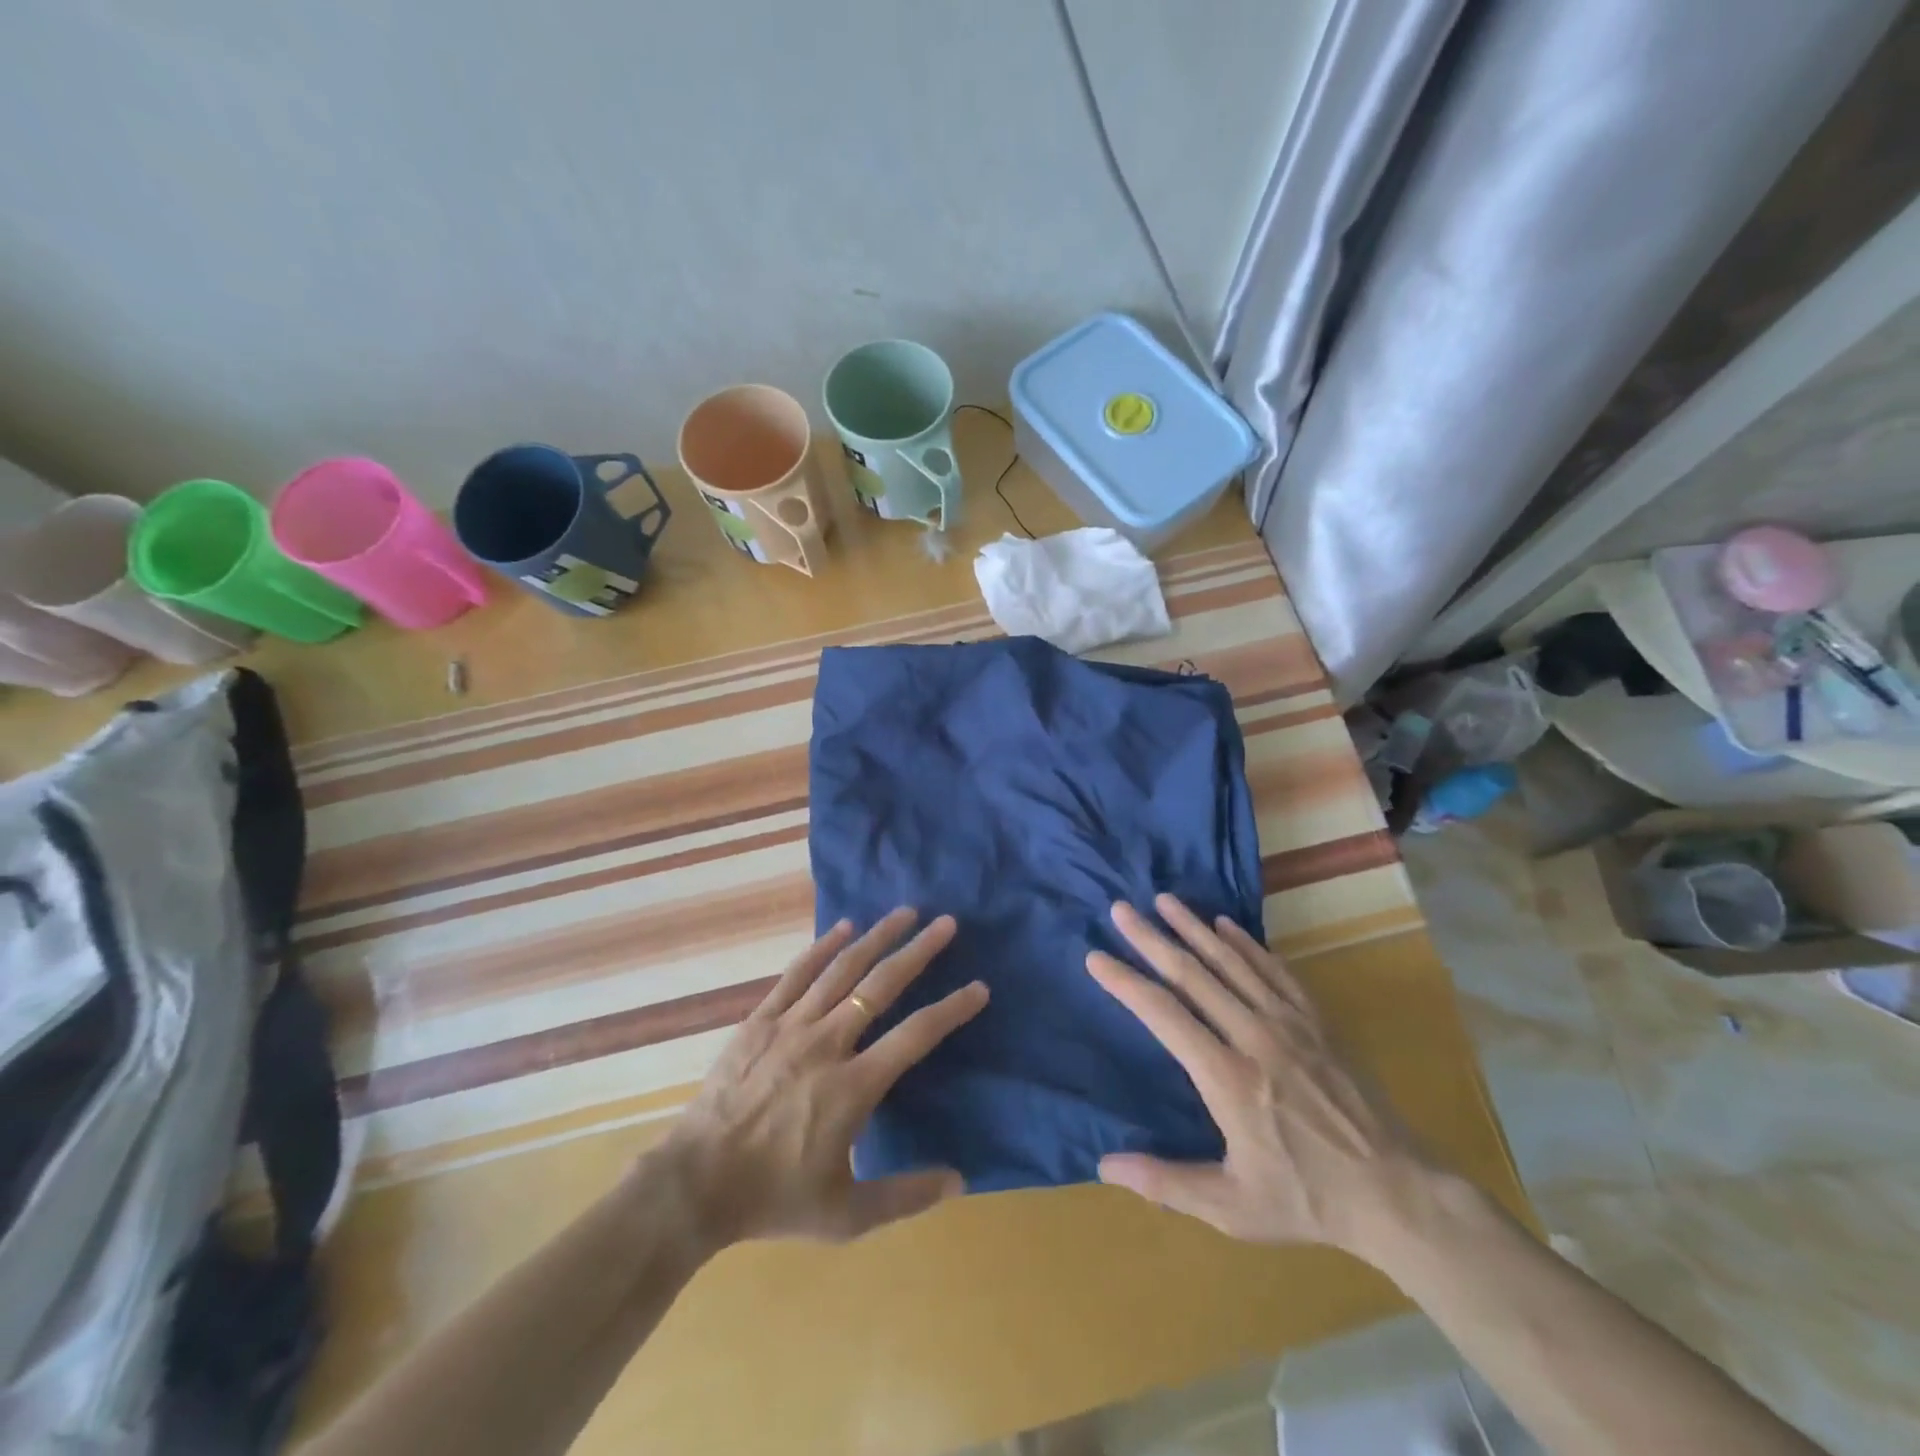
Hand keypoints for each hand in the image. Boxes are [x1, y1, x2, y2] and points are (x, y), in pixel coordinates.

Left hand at [662, 908, 987, 1246]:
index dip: (951, 1009)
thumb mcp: (845, 1215)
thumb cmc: (773, 1198)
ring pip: (842, 970)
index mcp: (853, 1087)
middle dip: (918, 951)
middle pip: (881, 985)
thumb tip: (960, 1180)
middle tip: (946, 923)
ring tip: (905, 912)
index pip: (916, 1036)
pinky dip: (823, 947)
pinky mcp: (761, 1021)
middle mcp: (828, 1043)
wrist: (695, 1185)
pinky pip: (797, 974)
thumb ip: (904, 1196)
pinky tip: (843, 927)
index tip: (978, 987)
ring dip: (877, 937)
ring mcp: (791, 1026)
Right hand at [1086, 895, 1430, 1256]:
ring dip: (1194, 928)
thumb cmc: (1306, 1199)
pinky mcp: (1315, 1021)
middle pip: (1193, 974)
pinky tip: (1225, 924)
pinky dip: (1247, 943)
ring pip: (1232, 962)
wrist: (1396, 1192)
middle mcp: (1254, 1036)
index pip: (1164, 1015)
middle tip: (1121, 910)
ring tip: (1164, 900)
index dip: (1126, 983)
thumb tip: (1104, 1165)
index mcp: (1227, 1078)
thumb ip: (1166, 1182)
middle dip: (1152, 939)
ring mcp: (1289, 1023)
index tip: (1096, 957)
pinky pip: (1274, 970)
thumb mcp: (1232, 1208)